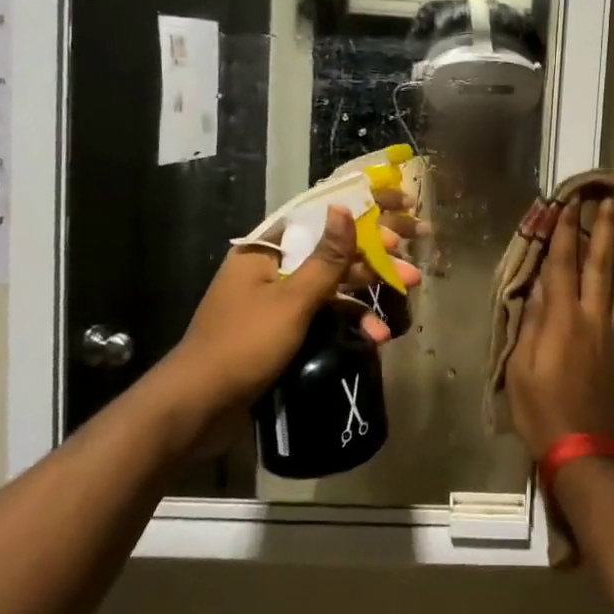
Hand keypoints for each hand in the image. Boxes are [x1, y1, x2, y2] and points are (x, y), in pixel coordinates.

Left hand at [152, 201, 422, 450]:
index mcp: (265, 250)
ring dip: (369, 291)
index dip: (363, 208)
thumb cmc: (243, 345)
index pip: (321, 215)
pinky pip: (323, 315)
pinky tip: (376, 335)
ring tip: (409, 291)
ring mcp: (277, 301)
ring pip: (332, 285)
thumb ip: (325, 258)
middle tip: (416, 251)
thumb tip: (344, 208)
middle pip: (332, 251)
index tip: (402, 205)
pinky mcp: (282, 331)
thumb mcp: (291, 300)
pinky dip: (349, 322)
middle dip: (375, 255)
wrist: (198, 408)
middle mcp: (271, 268)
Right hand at [505, 192, 613, 458]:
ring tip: (613, 223)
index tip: (568, 202)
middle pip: (601, 263)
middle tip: (611, 196)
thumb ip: (531, 324)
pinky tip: (603, 276)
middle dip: (604, 226)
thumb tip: (539, 292)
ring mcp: (611, 332)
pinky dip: (608, 281)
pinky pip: (613, 304)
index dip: (564, 231)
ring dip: (611, 248)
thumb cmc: (542, 411)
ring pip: (613, 281)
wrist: (586, 450)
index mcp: (564, 320)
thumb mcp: (521, 368)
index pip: (563, 264)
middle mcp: (593, 318)